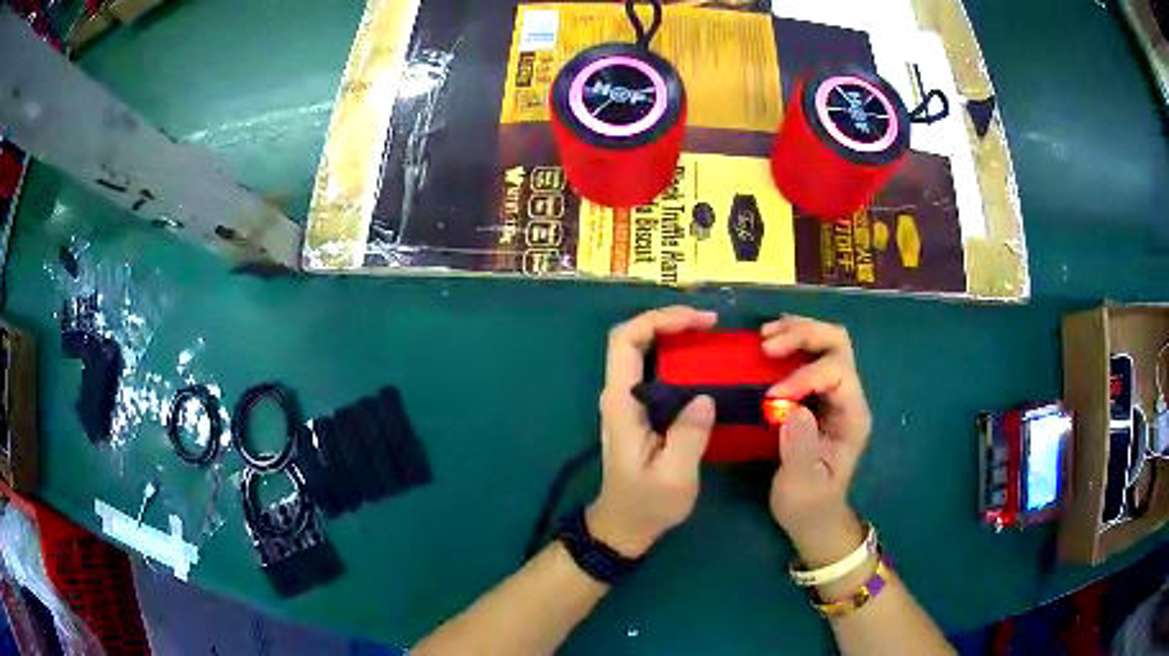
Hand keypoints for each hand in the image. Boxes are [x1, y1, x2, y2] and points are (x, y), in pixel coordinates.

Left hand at [588, 306, 718, 558]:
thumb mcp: (675, 477)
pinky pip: (654, 370)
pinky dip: (677, 356)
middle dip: (669, 321)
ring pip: (643, 351)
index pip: (625, 342)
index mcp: (621, 404)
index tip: (699, 322)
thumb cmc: (647, 504)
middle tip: (711, 324)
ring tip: (711, 335)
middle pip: (633, 338)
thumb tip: (705, 397)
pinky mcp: (639, 410)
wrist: (624, 525)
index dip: (659, 320)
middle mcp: (618, 395)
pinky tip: (703, 362)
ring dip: (674, 335)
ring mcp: (627, 401)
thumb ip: (689, 436)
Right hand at [761, 316, 871, 565]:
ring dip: (797, 332)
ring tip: (764, 338)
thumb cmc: (809, 505)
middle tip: (766, 345)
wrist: (815, 517)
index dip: (804, 375)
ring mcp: (836, 393)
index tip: (770, 396)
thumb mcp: (802, 485)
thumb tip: (792, 408)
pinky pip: (811, 353)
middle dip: (804, 336)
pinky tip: (768, 344)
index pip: (837, 373)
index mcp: (852, 417)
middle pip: (837, 343)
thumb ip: (800, 449)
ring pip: (827, 341)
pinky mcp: (819, 395)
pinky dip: (791, 341)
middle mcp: (849, 397)